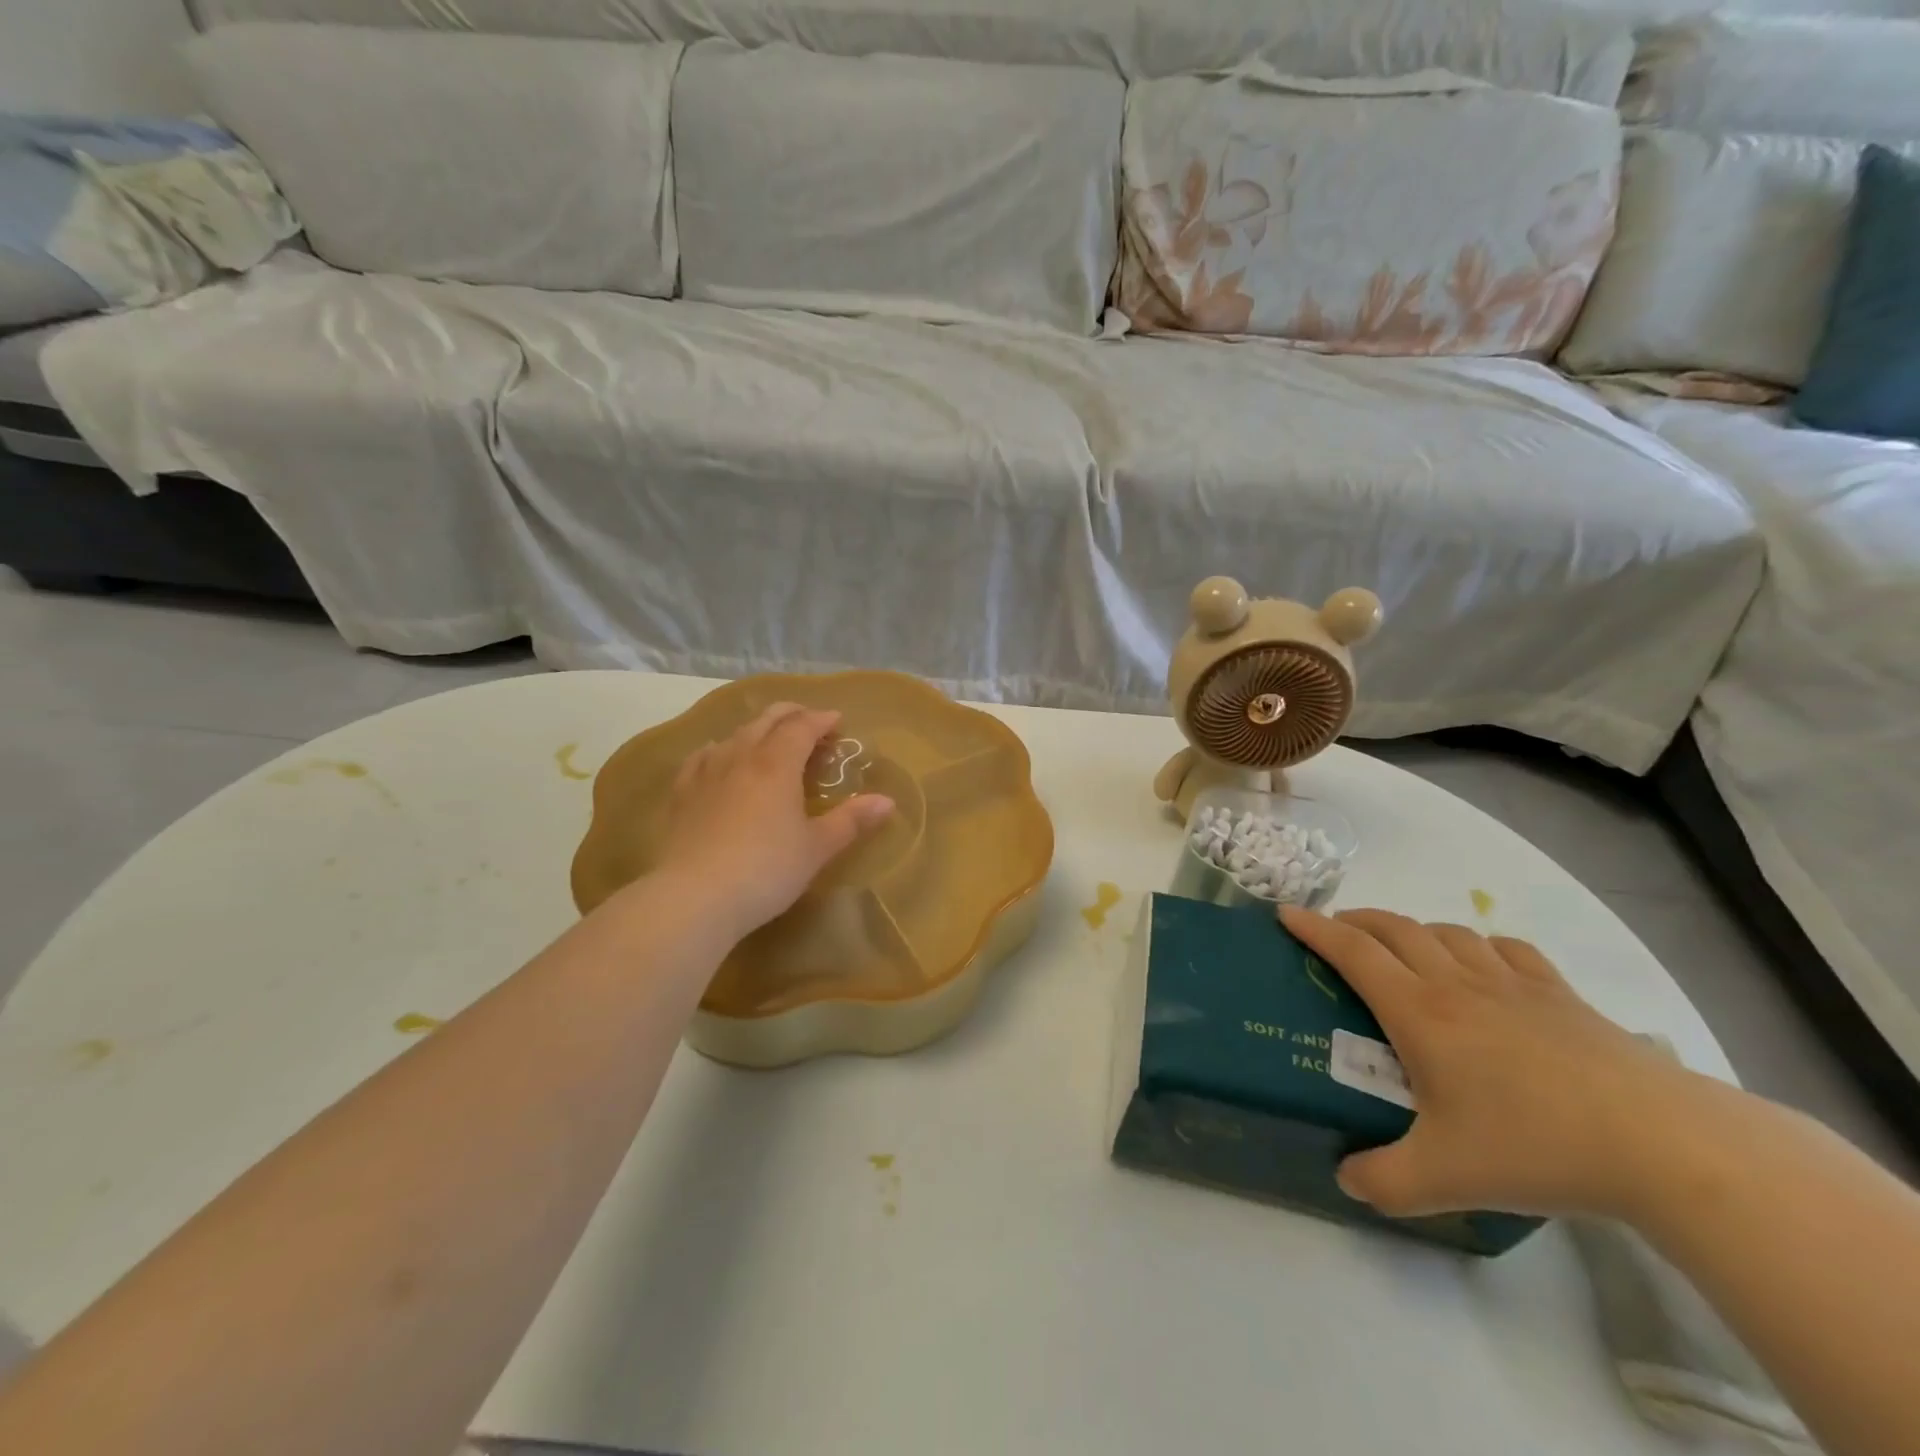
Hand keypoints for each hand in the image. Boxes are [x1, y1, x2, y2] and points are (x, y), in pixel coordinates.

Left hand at [655, 703, 893, 936]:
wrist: (693, 897)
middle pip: (767, 720)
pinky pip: (702, 757)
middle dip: (792, 715)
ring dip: (758, 730)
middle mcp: (740, 756)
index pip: (802, 727)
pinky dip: (721, 749)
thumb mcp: (817, 848)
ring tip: (771, 743)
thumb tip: (887, 801)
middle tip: (810, 723)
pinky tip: (719, 759)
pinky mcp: (680, 794)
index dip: (822, 720)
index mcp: (777, 764)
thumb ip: (851, 820)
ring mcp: (706, 772)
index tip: (838, 722)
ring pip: (735, 735)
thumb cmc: (766, 870)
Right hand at [1279, 906, 1701, 1219]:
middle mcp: (1456, 983)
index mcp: (1419, 1012)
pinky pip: (1507, 949)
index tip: (1285, 914)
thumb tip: (1347, 1181)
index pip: (1352, 952)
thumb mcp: (1446, 1178)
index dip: (1313, 927)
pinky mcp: (1560, 995)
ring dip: (1413, 929)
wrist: (1661, 1143)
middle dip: (1357, 920)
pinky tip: (1483, 962)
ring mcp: (1512, 984)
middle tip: (1337, 932)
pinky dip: (1479, 944)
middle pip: (1394, 928)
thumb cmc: (1535, 1146)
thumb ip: (1385, 1182)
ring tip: (1403, 948)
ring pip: (1447, 931)